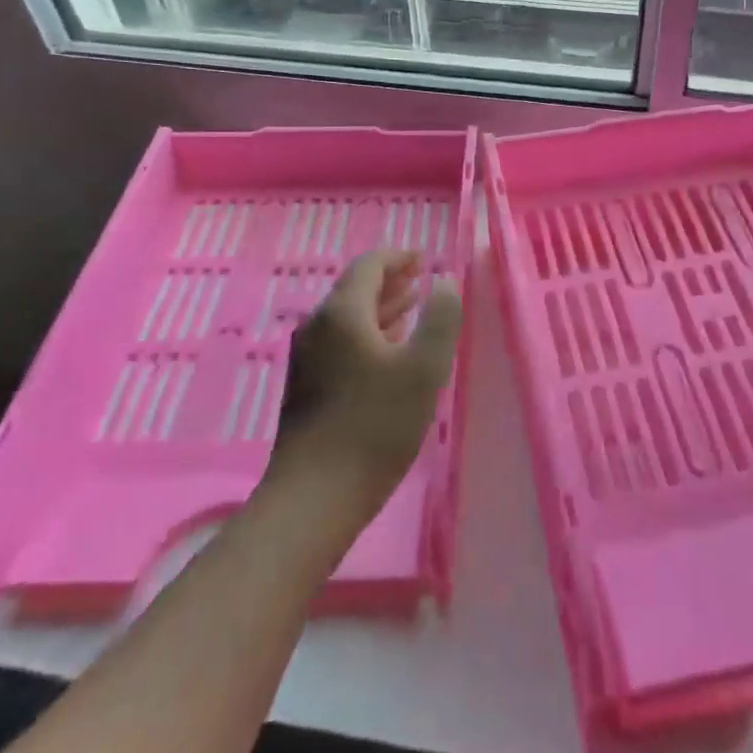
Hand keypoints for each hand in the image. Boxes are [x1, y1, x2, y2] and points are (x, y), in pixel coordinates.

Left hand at [267, 250, 463, 506]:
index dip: (398, 257)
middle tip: (421, 279)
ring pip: (348, 317)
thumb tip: (445, 282)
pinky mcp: (307, 385)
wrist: (315, 495)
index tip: (424, 259)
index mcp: (343, 313)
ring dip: (381, 307)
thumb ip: (440, 319)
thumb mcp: (424, 369)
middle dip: (390, 281)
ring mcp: (308, 357)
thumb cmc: (375, 426)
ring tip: (412, 307)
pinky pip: (341, 341)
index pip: (369, 266)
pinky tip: (388, 350)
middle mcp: (318, 326)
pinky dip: (369, 333)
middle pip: (355, 289)